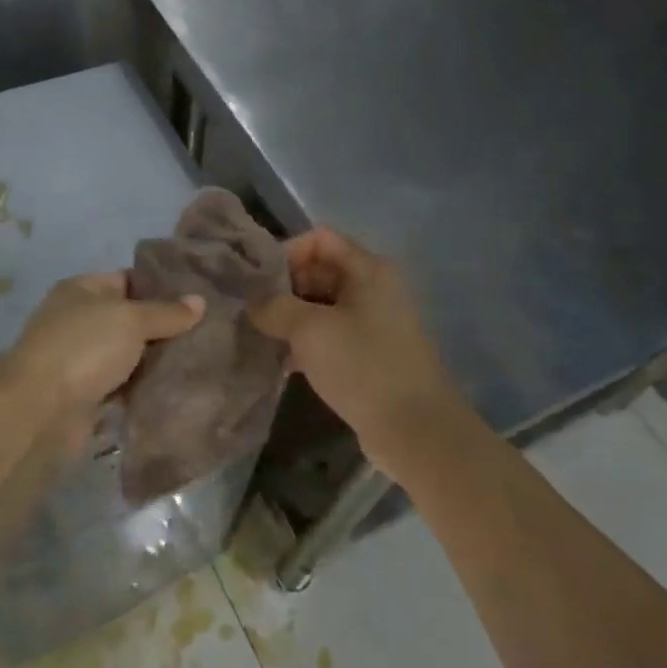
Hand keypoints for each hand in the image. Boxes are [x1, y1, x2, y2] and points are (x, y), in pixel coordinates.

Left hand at [0, 272, 203, 435]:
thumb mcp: (131, 320)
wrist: (40, 412)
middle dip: (164, 326)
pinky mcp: (85, 394)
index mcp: (82, 290)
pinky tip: (177, 386)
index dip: (162, 285)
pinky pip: (123, 385)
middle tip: (208, 329)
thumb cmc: (84, 349)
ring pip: (128, 354)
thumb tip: (200, 300)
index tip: (199, 295)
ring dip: (156, 360)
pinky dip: (143, 387)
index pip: (128, 279)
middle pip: (130, 318)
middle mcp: (78, 320)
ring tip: (201, 357)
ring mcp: (80, 359)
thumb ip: (166, 311)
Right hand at [248, 228, 465, 475]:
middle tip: (252, 312)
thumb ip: (274, 307)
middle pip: (320, 270)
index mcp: (367, 269)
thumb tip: (252, 301)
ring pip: (322, 307)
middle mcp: (373, 288)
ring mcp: (374, 323)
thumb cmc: (363, 366)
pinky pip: (331, 336)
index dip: (286, 252)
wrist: (414, 428)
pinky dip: (306, 343)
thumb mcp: (310, 330)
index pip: (319, 239)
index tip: (257, 282)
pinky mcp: (369, 355)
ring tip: (260, 336)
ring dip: (291, 318)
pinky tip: (280, 362)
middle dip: (283, 288)